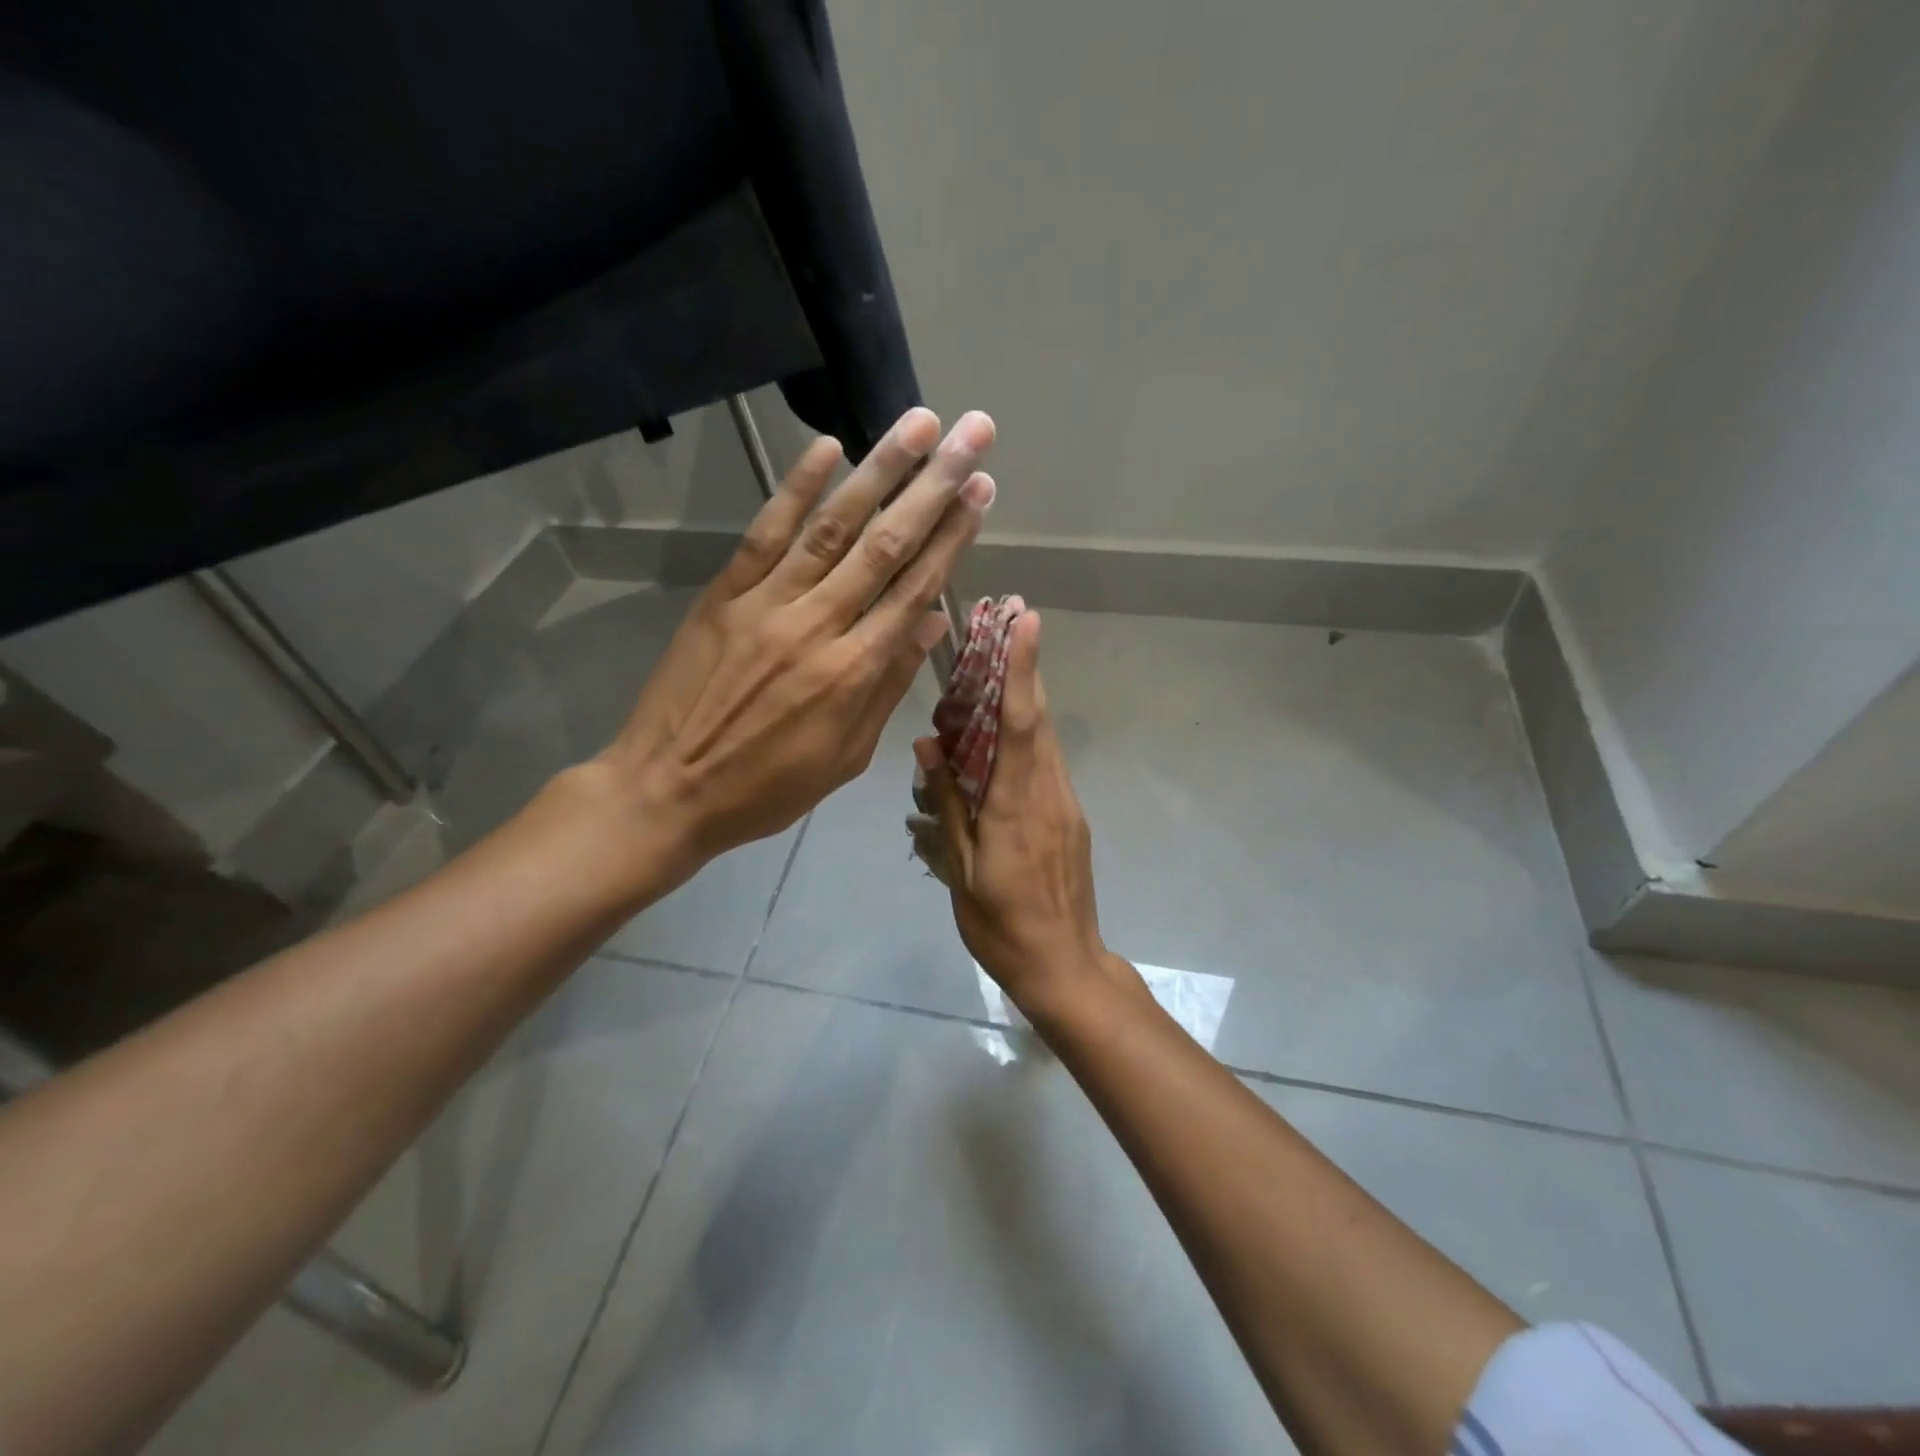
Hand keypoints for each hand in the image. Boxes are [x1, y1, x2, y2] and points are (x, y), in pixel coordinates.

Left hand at [594, 407, 995, 883]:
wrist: (668, 791)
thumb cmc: (767, 788)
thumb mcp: (846, 755)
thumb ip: (889, 685)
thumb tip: (933, 623)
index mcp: (854, 672)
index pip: (916, 589)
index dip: (954, 537)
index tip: (981, 491)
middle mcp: (818, 625)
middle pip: (886, 545)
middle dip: (934, 485)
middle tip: (970, 434)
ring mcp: (766, 604)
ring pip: (832, 528)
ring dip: (879, 470)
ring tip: (917, 423)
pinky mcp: (724, 595)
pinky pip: (765, 534)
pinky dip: (796, 489)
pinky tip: (827, 448)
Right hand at [913, 612, 1116, 1015]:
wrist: (1064, 966)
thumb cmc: (1002, 924)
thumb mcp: (962, 869)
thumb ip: (947, 803)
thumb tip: (929, 744)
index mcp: (1018, 803)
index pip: (1020, 722)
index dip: (1022, 669)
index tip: (1027, 622)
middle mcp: (1049, 792)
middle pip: (1038, 719)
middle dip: (1024, 669)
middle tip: (1006, 627)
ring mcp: (1066, 805)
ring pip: (1045, 740)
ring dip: (1025, 701)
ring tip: (998, 671)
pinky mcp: (1070, 820)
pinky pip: (1047, 766)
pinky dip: (1027, 739)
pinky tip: (1003, 741)